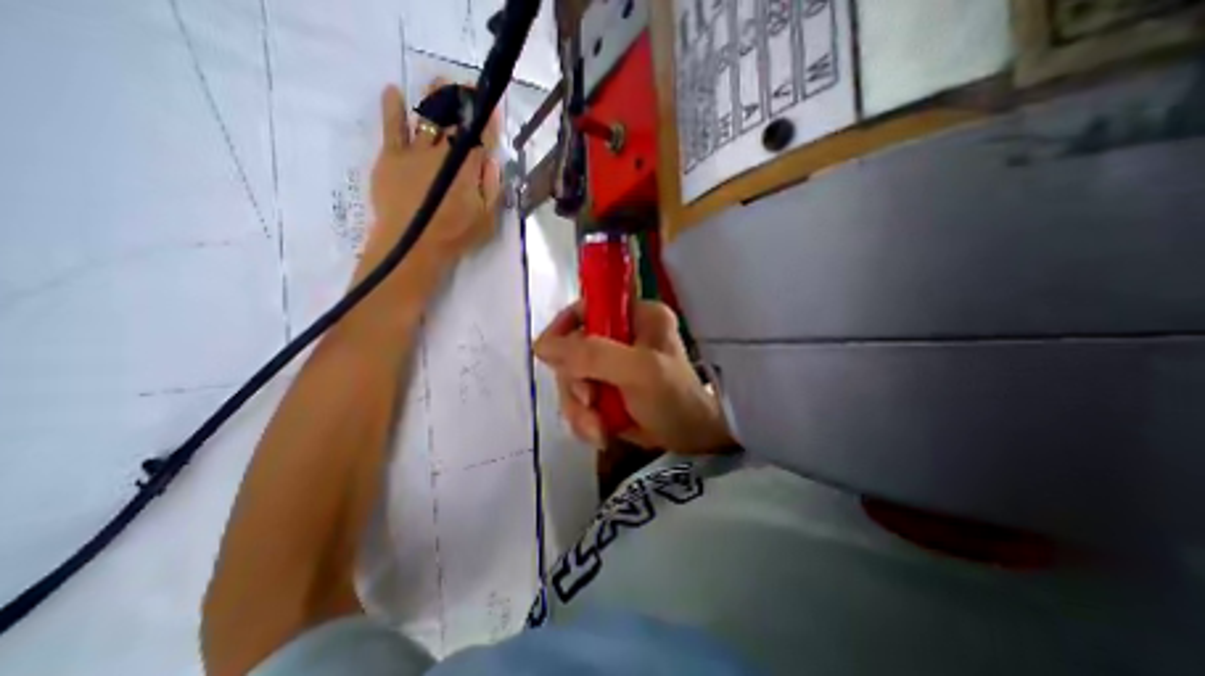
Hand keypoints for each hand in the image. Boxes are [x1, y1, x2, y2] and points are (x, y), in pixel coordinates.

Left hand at [358, 80, 503, 286]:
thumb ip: (492, 187)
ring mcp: (414, 152)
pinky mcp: (391, 156)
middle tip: (467, 87)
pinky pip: (392, 126)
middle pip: (454, 121)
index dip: (486, 120)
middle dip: (462, 102)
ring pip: (427, 117)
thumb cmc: (455, 235)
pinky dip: (393, 108)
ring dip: (434, 97)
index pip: (479, 137)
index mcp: (467, 168)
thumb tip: (492, 161)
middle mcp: (442, 153)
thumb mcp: (487, 218)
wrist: (413, 244)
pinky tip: (393, 91)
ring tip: (440, 81)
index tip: (491, 105)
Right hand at [537, 297, 733, 452]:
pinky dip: (583, 418)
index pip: (586, 307)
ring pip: (571, 377)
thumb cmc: (674, 399)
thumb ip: (593, 355)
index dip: (564, 328)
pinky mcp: (606, 388)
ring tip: (596, 428)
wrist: (691, 441)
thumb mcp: (639, 371)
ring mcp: (611, 363)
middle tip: (589, 402)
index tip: (552, 356)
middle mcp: (621, 334)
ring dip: (578, 407)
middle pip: (573, 348)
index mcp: (636, 315)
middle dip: (575, 382)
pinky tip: (599, 433)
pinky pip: (578, 398)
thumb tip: (541, 346)